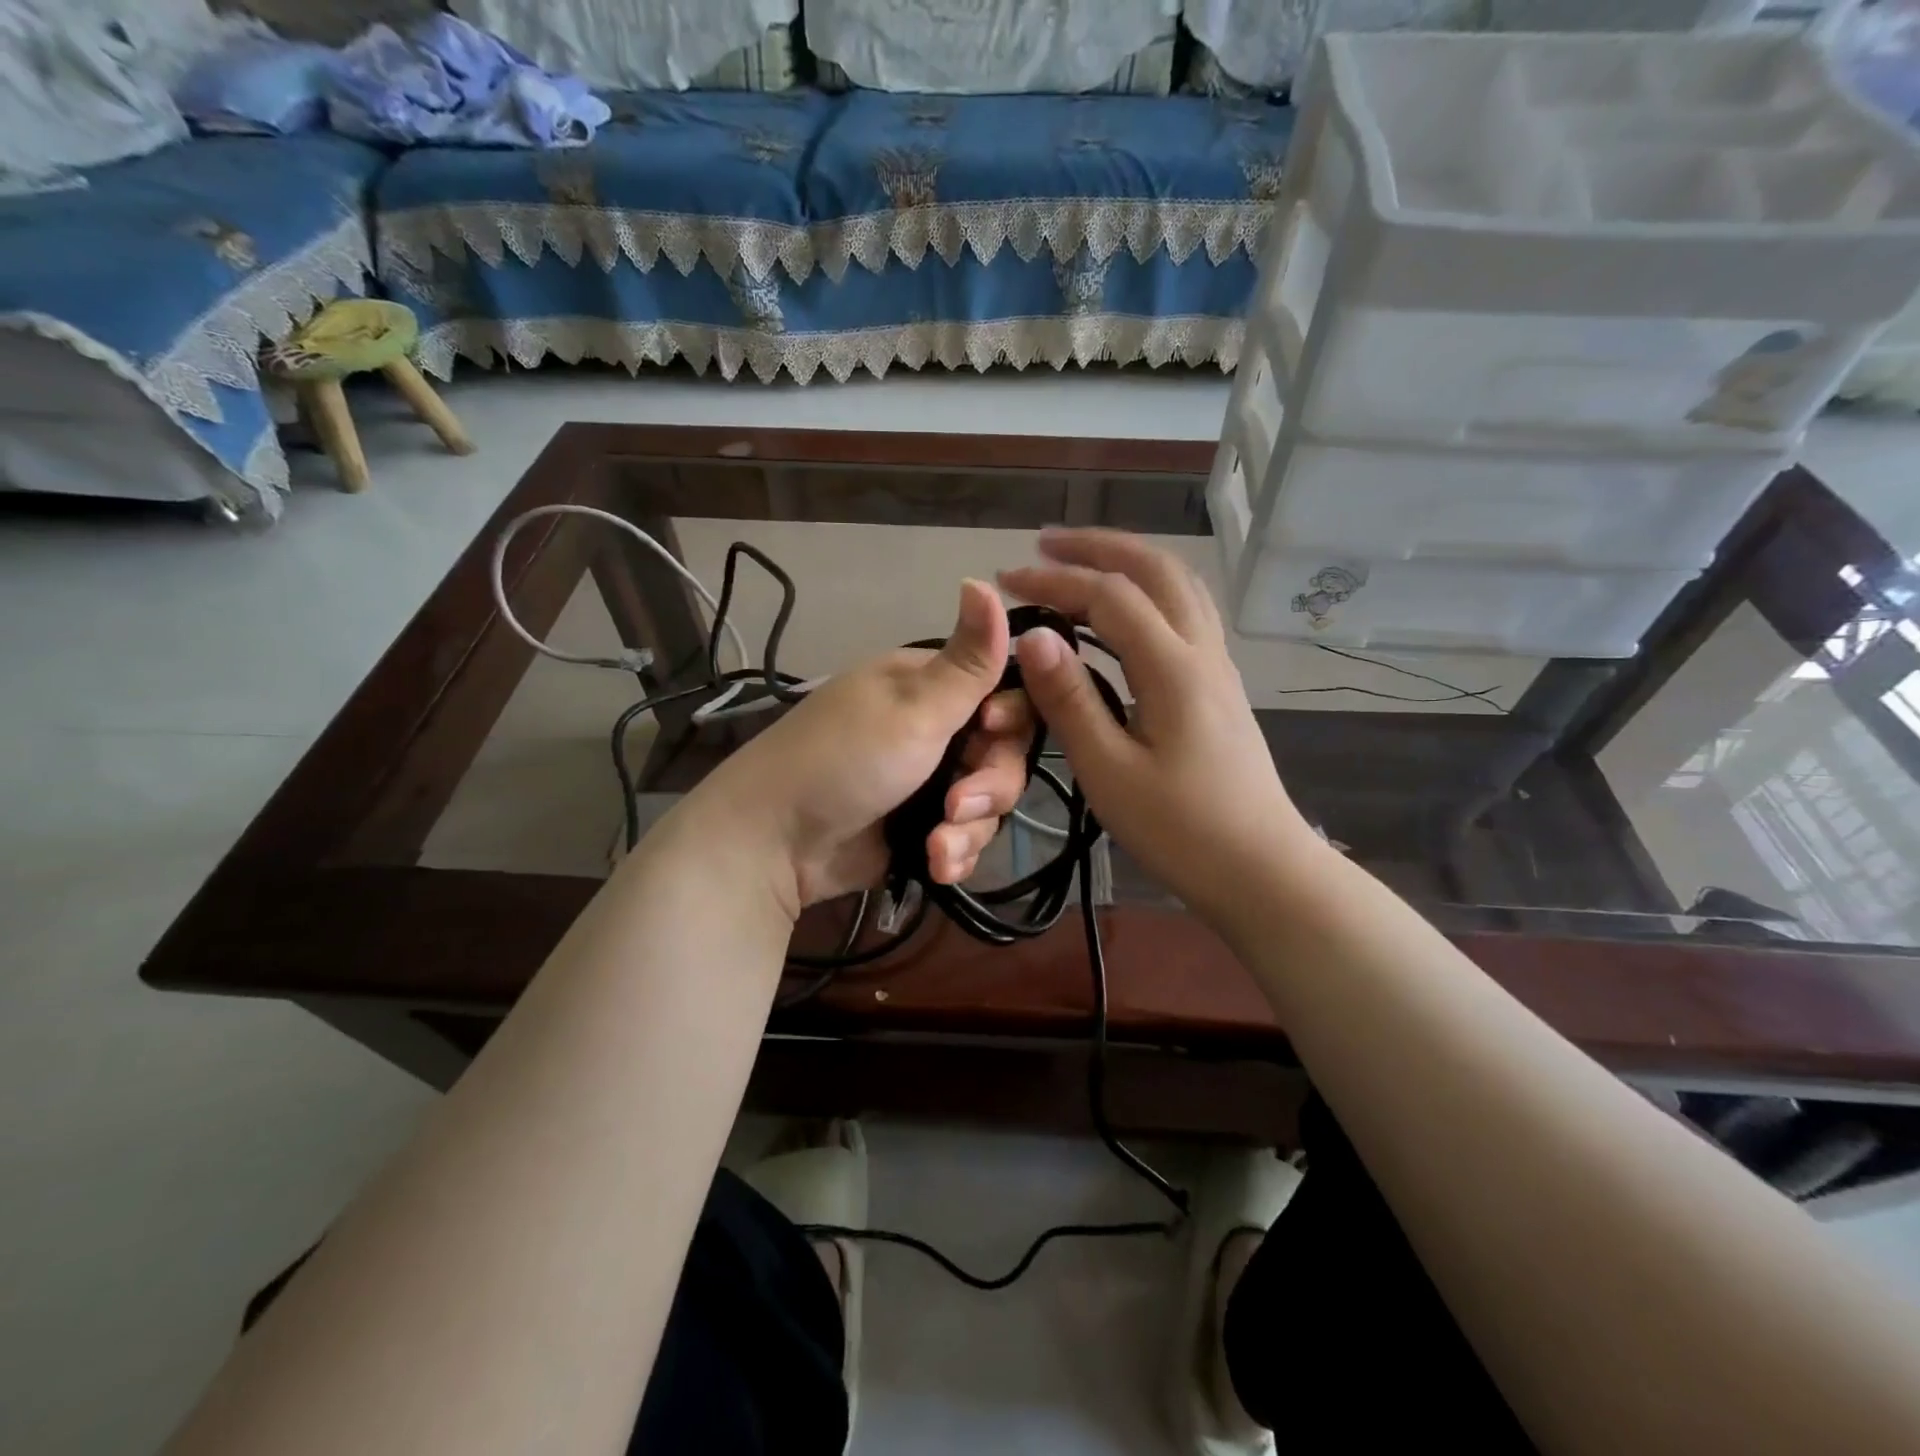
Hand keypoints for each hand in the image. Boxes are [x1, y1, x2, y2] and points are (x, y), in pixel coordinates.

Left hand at [692, 580, 1033, 914]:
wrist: (774, 842)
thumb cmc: (844, 760)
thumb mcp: (913, 709)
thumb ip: (967, 660)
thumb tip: (985, 578)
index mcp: (930, 686)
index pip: (1003, 692)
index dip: (1010, 718)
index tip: (992, 732)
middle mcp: (933, 729)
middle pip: (1001, 754)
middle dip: (989, 787)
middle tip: (958, 807)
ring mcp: (927, 781)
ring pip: (987, 803)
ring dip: (969, 830)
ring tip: (936, 847)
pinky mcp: (920, 827)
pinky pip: (964, 837)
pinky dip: (953, 853)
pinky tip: (935, 865)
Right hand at [1000, 529, 1323, 928]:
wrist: (1261, 869)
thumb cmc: (1180, 830)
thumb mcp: (1110, 771)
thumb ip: (1071, 700)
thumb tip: (1033, 636)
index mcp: (1173, 668)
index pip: (1109, 596)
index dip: (1055, 580)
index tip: (1007, 580)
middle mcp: (1202, 651)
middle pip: (1156, 569)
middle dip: (1098, 546)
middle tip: (1046, 544)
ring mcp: (1218, 666)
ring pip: (1179, 585)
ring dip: (1128, 562)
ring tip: (1080, 565)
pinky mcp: (1220, 685)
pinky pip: (1186, 612)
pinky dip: (1148, 591)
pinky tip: (1123, 613)